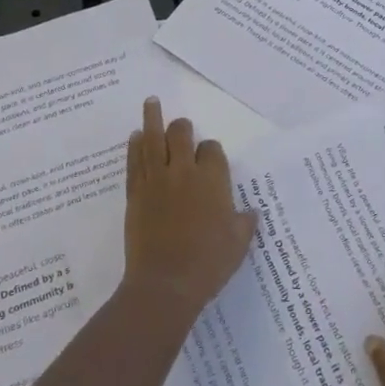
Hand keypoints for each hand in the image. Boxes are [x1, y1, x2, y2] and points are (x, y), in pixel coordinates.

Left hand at [121, 97, 257, 316]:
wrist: (165, 284)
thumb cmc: (207, 264)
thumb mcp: (238, 244)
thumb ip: (244, 223)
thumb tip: (250, 212)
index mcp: (212, 180)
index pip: (212, 150)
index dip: (211, 151)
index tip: (210, 159)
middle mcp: (184, 172)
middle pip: (181, 134)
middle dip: (182, 127)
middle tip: (181, 126)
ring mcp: (156, 180)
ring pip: (153, 140)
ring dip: (152, 118)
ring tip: (151, 102)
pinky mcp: (136, 193)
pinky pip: (134, 161)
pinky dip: (134, 146)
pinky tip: (134, 136)